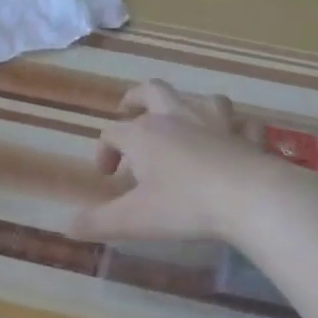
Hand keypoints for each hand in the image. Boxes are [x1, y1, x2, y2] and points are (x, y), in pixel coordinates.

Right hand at [71, 80, 282, 242]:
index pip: (112, 132)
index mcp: (144, 134)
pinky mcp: (247, 135)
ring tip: (182, 123)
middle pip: (152, 91)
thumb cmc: (185, 206)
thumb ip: (98, 223)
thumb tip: (68, 227)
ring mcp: (216, 122)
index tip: (107, 177)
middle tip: (128, 110)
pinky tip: (233, 141)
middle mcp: (177, 117)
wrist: (249, 197)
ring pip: (199, 99)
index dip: (103, 151)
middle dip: (136, 98)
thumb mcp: (133, 220)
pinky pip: (241, 123)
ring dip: (187, 107)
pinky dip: (234, 129)